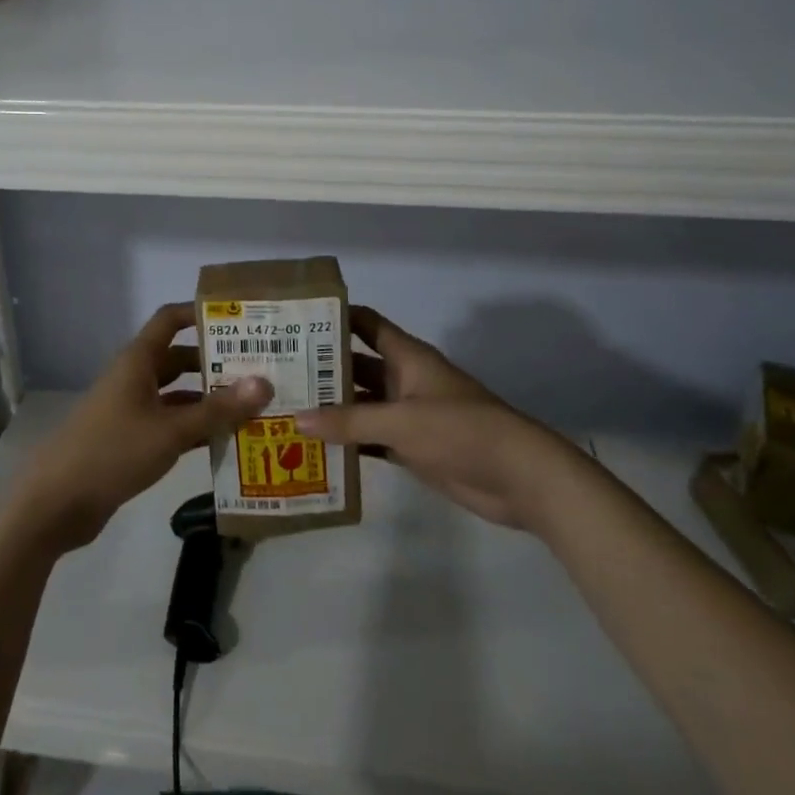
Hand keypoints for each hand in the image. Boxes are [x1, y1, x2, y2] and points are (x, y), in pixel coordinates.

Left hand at [13, 304, 271, 553]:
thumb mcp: (170, 431)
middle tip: (261, 368)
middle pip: (180, 359)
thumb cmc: (112, 452)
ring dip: (210, 399)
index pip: (170, 320)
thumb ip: (218, 410)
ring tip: (254, 405)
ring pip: (178, 395)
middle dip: (216, 362)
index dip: (200, 313)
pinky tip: (228, 441)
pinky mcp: (132, 441)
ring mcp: (132, 410)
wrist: (56, 504)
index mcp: (138, 361)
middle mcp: (135, 378)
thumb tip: (265, 384)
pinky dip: (196, 428)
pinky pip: (171, 424)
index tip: (239, 318)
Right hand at [299, 307, 562, 529]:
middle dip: (322, 368)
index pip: (366, 324)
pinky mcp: (411, 446)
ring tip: (285, 409)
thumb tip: (296, 418)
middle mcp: (404, 379)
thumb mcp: (402, 421)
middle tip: (276, 372)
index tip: (296, 319)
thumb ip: (349, 421)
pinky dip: (348, 441)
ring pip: (361, 404)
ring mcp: (408, 414)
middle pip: (357, 365)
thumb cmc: (461, 431)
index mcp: (407, 357)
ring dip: (331, 407)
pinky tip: (314, 448)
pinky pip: (371, 438)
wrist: (517, 477)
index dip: (335, 317)